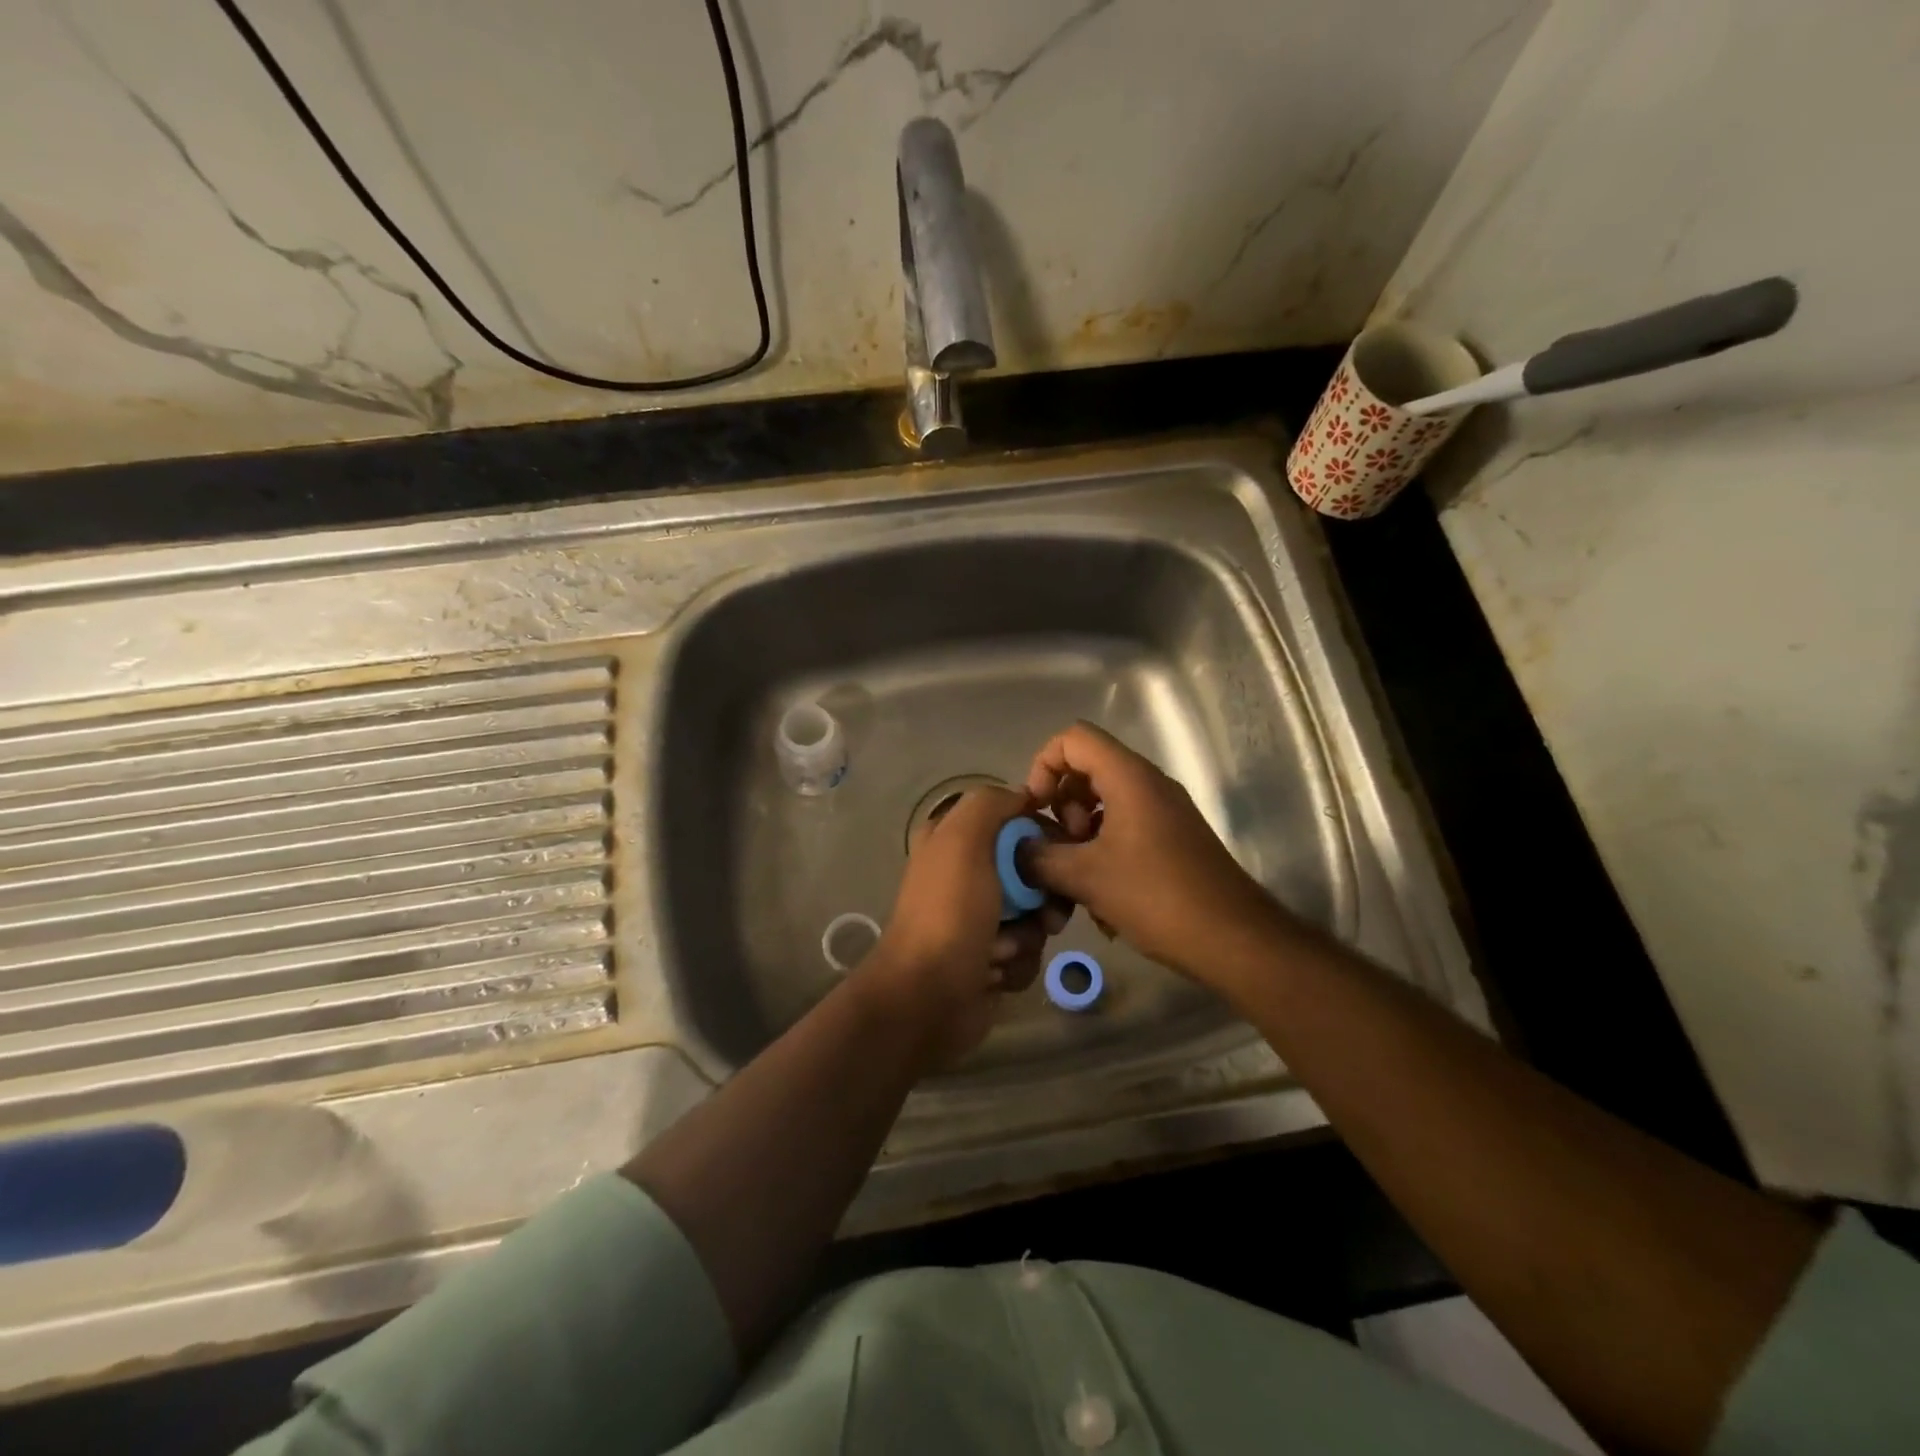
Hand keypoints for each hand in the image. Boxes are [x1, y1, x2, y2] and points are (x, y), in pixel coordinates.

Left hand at [855, 786, 1065, 1070]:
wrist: (927, 996)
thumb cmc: (949, 912)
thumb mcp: (963, 840)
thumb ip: (991, 804)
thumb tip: (1024, 798)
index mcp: (953, 840)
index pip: (1016, 822)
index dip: (1043, 837)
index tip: (1063, 854)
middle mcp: (965, 874)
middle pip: (1032, 871)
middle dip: (1042, 896)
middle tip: (1046, 915)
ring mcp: (977, 918)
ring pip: (1035, 914)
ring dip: (1027, 935)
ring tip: (1002, 950)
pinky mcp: (989, 957)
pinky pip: (1027, 951)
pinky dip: (1016, 963)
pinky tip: (993, 972)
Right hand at [1023, 721, 1283, 985]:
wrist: (1234, 939)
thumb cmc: (1157, 897)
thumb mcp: (1086, 877)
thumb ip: (1039, 857)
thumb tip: (1016, 849)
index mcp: (1129, 777)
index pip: (1073, 739)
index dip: (1044, 765)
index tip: (1036, 808)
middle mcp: (1149, 784)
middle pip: (1088, 768)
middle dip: (1062, 805)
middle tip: (1062, 847)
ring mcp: (1164, 811)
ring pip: (1105, 801)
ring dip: (1080, 833)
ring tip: (1078, 876)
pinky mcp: (1172, 839)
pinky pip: (1125, 827)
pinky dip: (1104, 849)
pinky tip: (1102, 896)